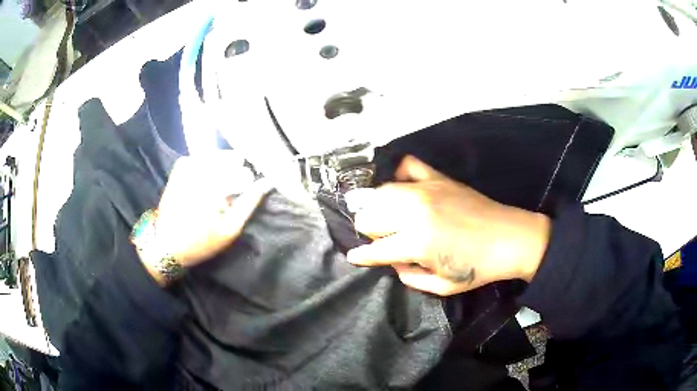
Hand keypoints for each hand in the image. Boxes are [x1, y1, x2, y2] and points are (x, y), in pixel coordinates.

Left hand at [137, 152, 270, 282]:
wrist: (166, 244)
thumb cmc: (201, 241)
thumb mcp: (230, 229)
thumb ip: (249, 203)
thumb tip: (266, 183)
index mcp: (214, 186)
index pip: (244, 173)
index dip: (250, 184)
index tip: (247, 194)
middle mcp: (201, 170)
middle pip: (232, 159)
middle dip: (237, 173)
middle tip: (234, 191)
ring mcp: (188, 166)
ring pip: (217, 156)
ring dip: (224, 167)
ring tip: (222, 186)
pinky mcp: (180, 168)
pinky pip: (202, 157)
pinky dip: (208, 164)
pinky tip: (208, 179)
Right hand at [346, 156, 550, 295]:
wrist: (511, 238)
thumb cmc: (478, 268)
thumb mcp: (441, 286)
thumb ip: (409, 276)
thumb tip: (393, 261)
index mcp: (416, 243)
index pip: (374, 249)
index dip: (361, 256)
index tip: (354, 257)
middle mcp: (414, 212)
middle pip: (370, 216)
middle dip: (369, 231)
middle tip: (380, 239)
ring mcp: (425, 190)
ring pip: (381, 192)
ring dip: (377, 207)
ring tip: (384, 216)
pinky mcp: (438, 178)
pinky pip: (407, 166)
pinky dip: (398, 175)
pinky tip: (401, 186)